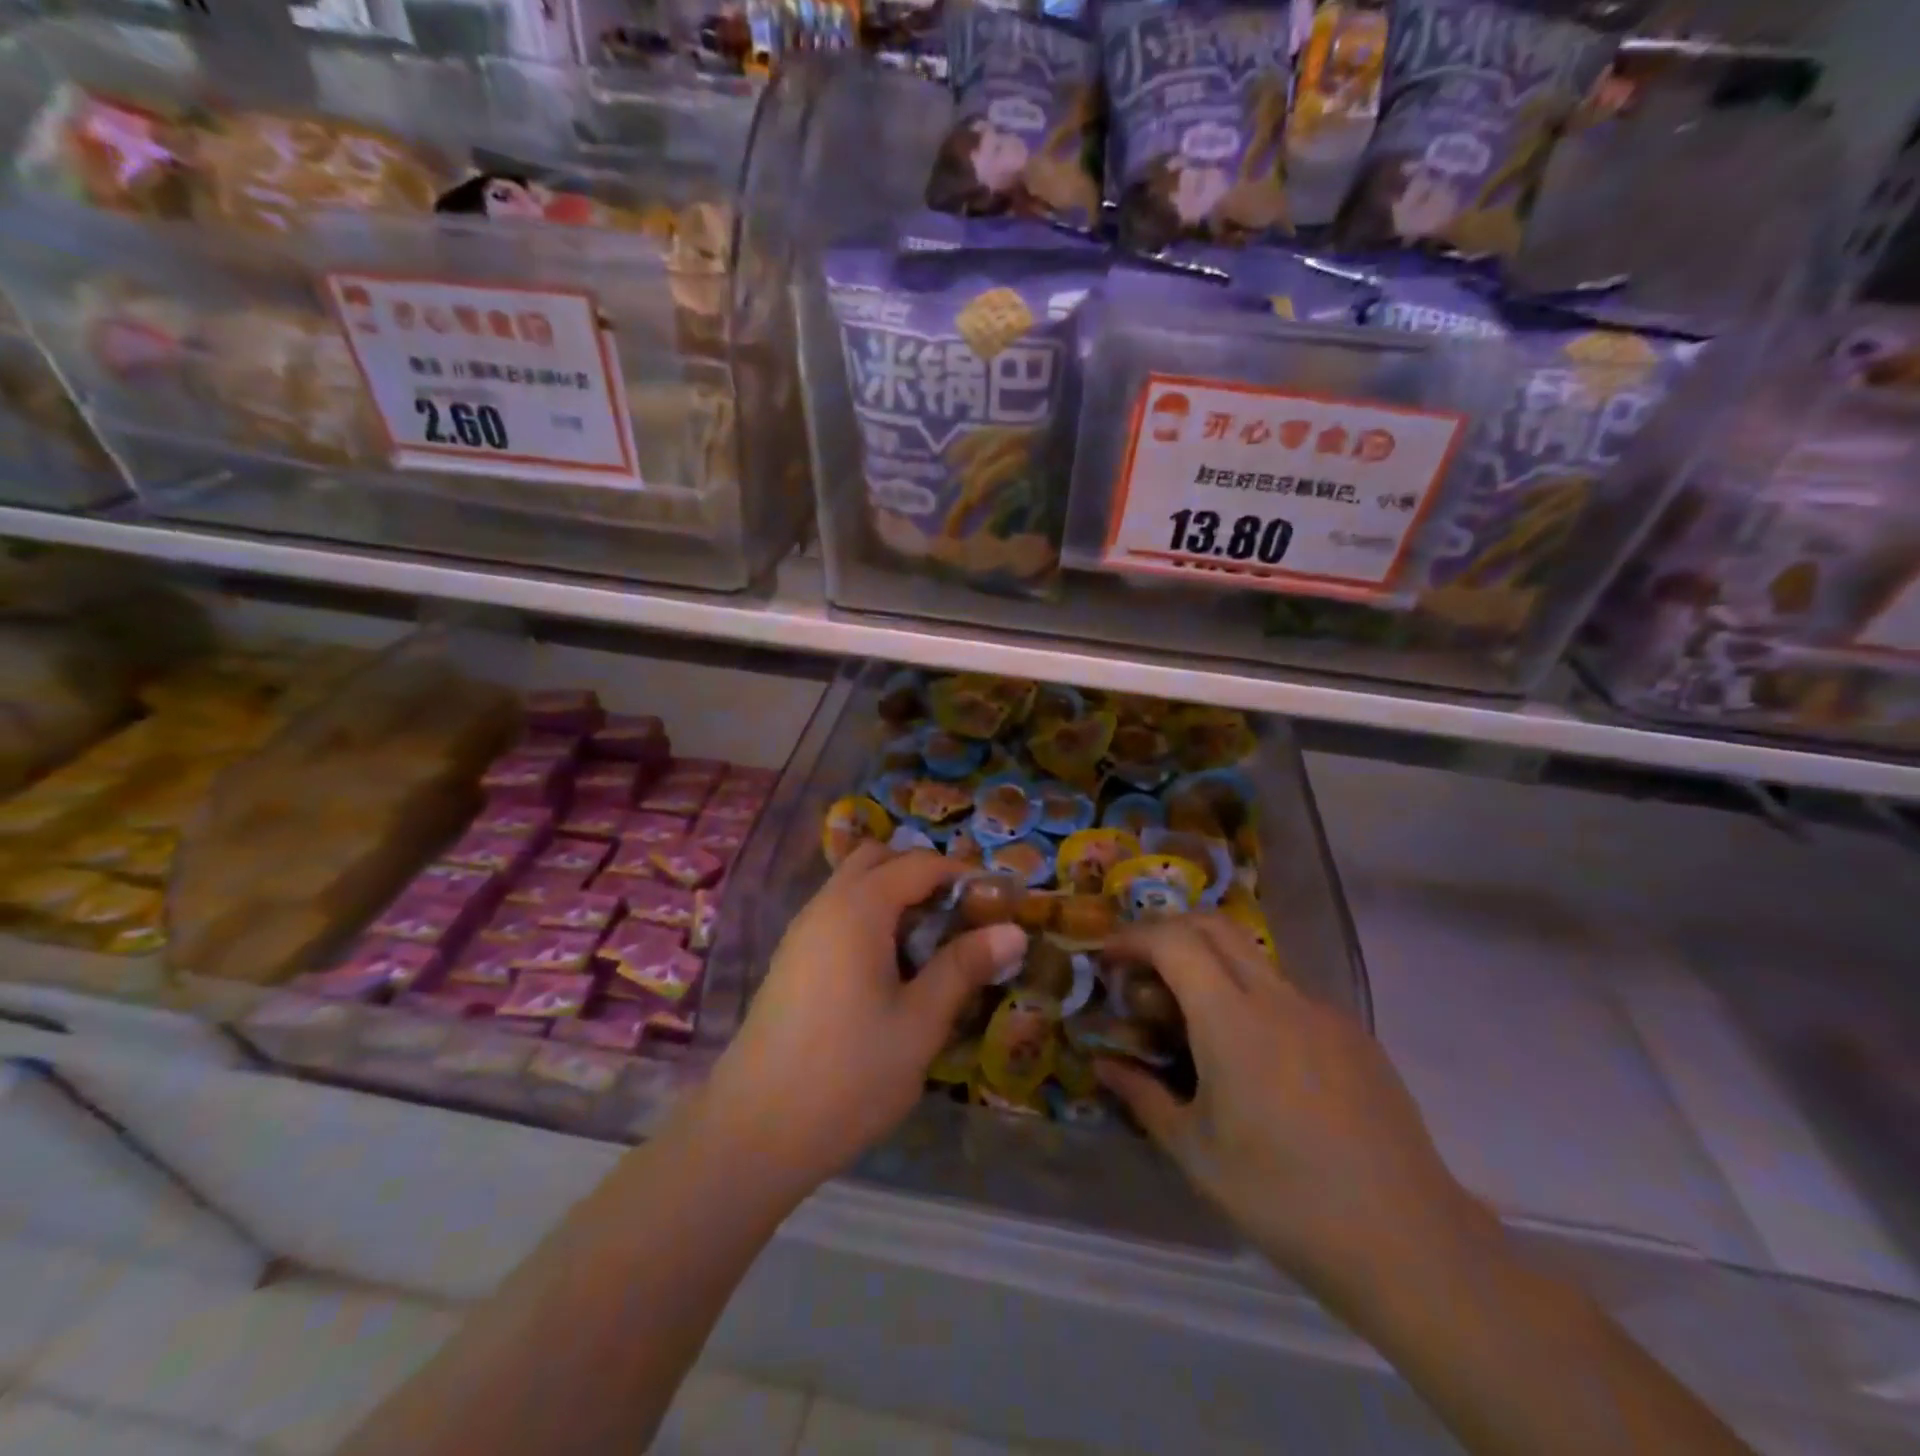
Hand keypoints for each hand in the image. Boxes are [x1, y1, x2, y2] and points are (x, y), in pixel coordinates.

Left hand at [696, 843, 1025, 1197]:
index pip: (919, 864)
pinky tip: (890, 970)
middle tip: (958, 916)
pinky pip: (837, 914)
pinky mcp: (791, 960)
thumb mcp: (920, 1022)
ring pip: (853, 886)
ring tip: (930, 946)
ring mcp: (802, 932)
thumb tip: (1014, 931)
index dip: (962, 875)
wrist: (754, 1131)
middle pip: (877, 859)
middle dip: (922, 874)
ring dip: (894, 896)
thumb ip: (964, 967)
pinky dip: (870, 919)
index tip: (997, 904)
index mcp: (859, 909)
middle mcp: (826, 905)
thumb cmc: (849, 1073)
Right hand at [1096, 915, 1495, 1306]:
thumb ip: (1142, 1096)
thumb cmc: (1284, 1198)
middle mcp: (1277, 997)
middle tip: (1142, 969)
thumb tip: (1104, 1065)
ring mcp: (1322, 1011)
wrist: (1409, 1243)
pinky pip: (1288, 994)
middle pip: (1214, 925)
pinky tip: (1253, 1058)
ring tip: (1192, 1017)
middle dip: (1168, 930)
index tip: (1108, 958)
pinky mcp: (1353, 1034)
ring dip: (1210, 964)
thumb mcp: (1196, 1153)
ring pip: (1252, 957)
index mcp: (1232, 1020)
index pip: (1173, 941)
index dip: (1133, 938)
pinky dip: (1251, 998)